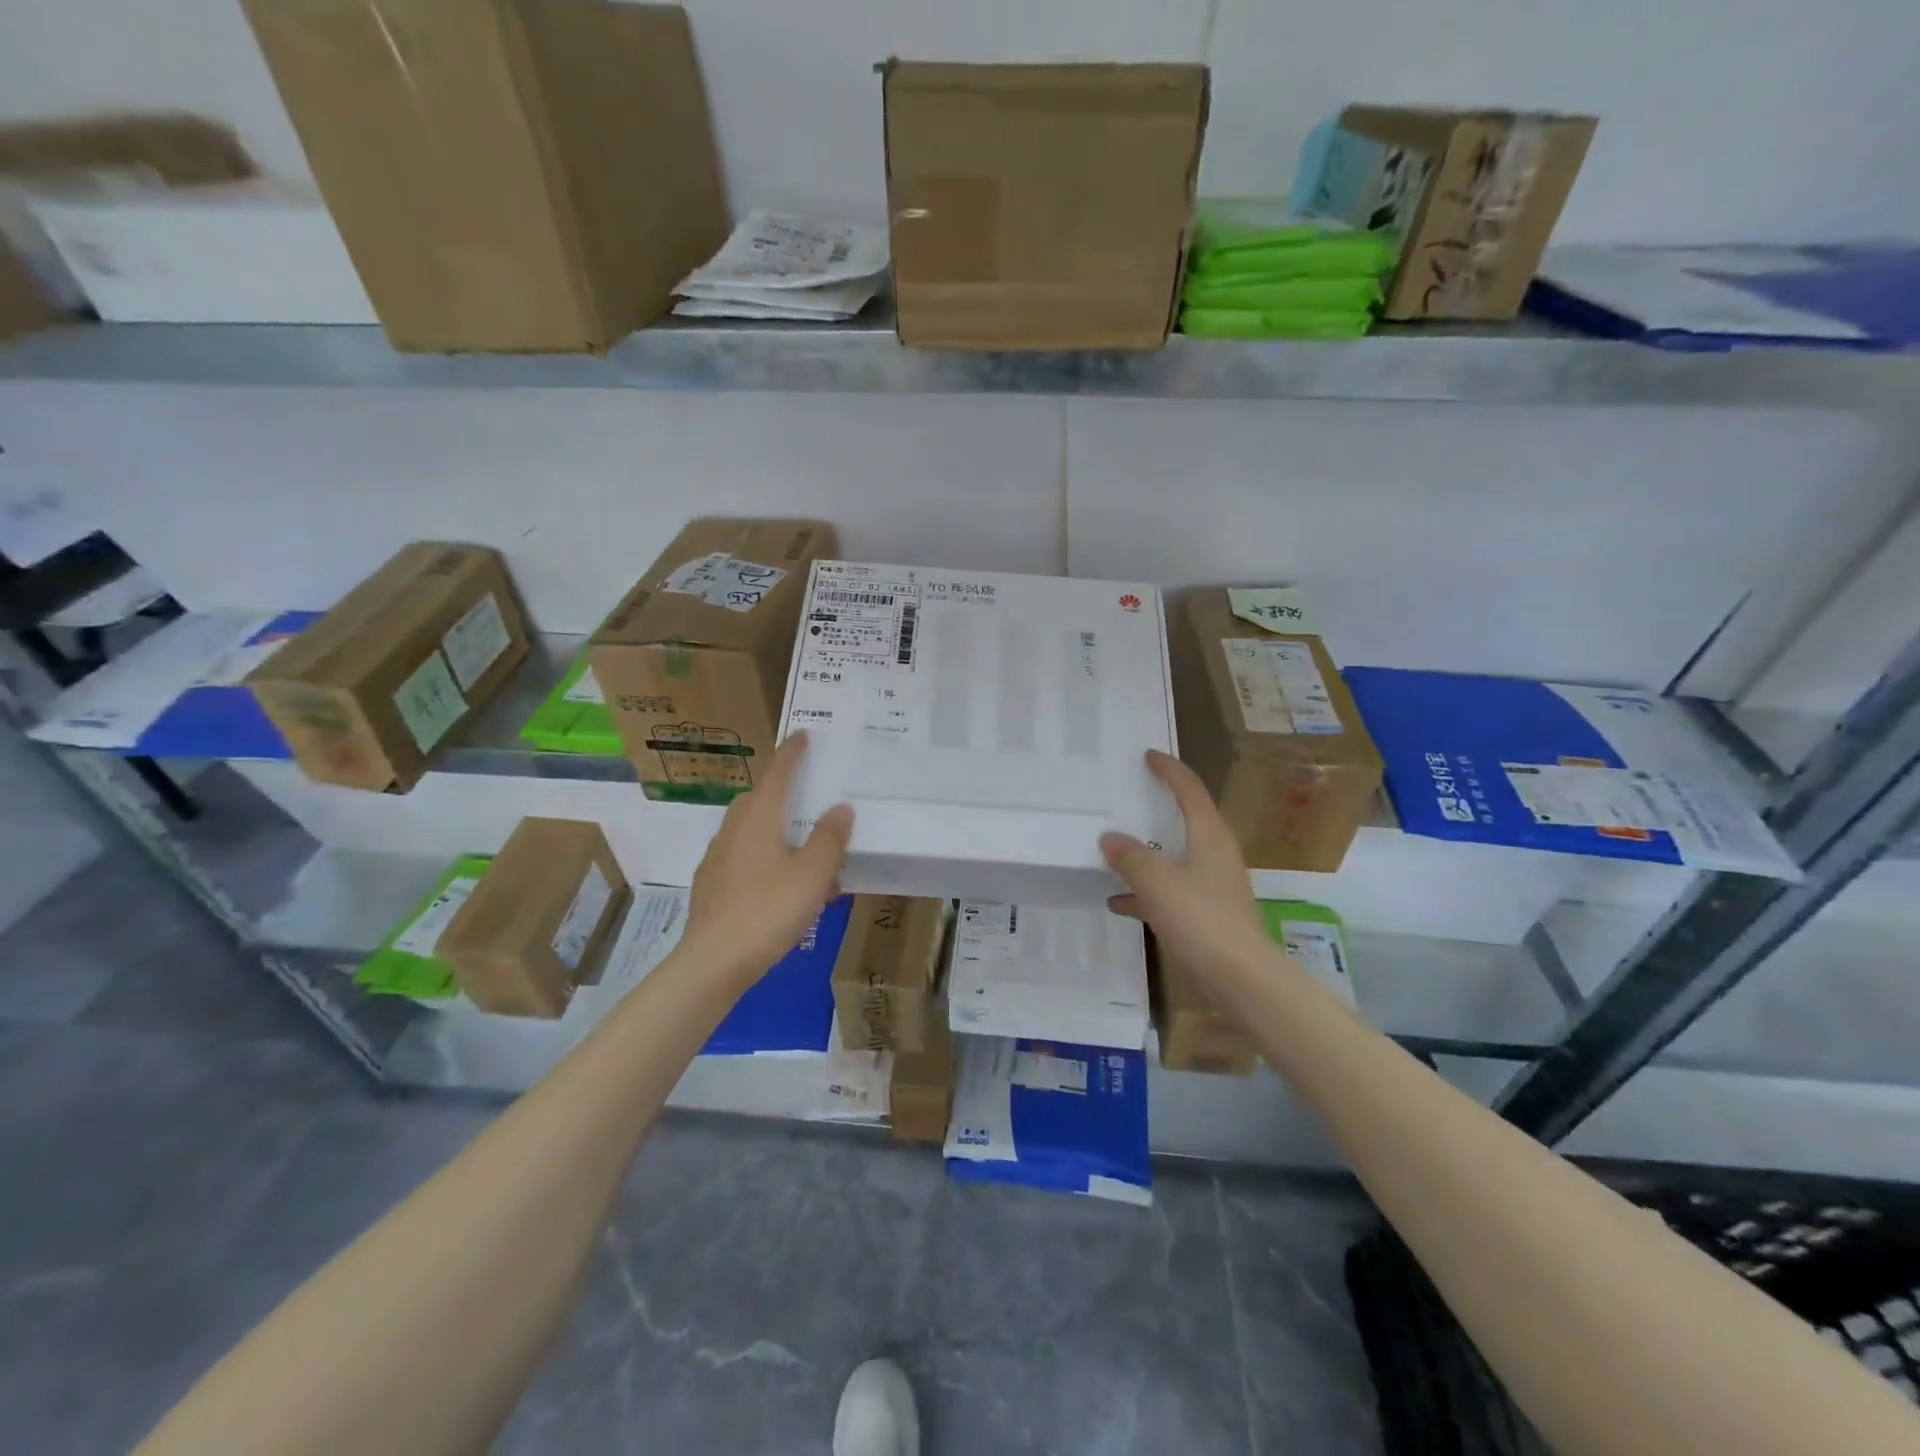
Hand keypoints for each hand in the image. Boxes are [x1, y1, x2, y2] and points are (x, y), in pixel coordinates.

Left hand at [682, 732, 853, 986]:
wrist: (714, 962)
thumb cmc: (768, 910)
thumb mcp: (813, 874)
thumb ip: (829, 838)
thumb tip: (840, 808)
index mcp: (758, 818)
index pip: (777, 774)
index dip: (792, 753)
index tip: (802, 734)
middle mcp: (733, 830)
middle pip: (758, 800)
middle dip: (781, 792)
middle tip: (809, 797)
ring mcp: (718, 859)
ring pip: (750, 830)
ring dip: (775, 829)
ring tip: (805, 849)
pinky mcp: (713, 886)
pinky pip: (745, 857)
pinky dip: (766, 858)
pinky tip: (785, 886)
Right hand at [1101, 751, 1276, 995]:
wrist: (1242, 980)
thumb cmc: (1202, 919)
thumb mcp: (1157, 882)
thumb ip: (1131, 856)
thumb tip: (1110, 838)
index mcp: (1210, 836)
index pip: (1190, 790)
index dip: (1170, 769)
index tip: (1148, 755)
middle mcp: (1214, 854)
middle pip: (1185, 820)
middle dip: (1156, 808)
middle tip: (1127, 796)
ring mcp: (1212, 886)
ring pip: (1175, 857)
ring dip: (1147, 852)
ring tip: (1113, 849)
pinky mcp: (1207, 915)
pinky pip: (1170, 892)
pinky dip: (1146, 891)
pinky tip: (1118, 901)